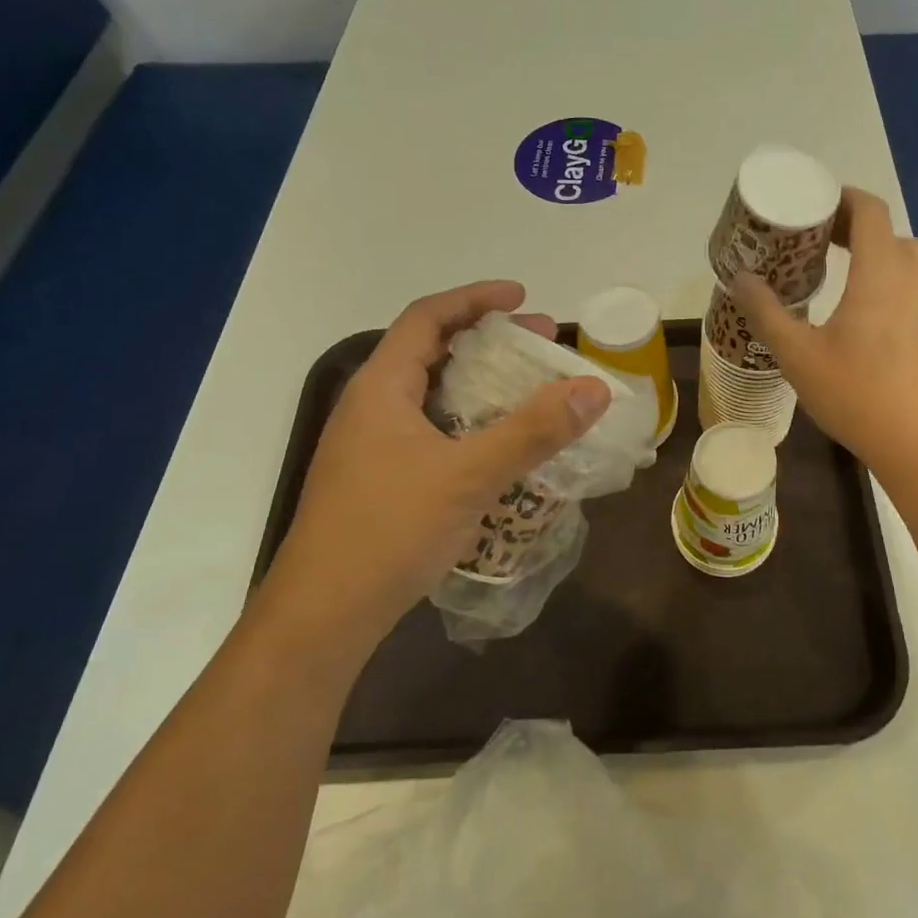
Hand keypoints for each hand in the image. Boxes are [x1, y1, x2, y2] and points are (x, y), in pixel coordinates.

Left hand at [270, 281, 610, 637]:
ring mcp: (369, 446)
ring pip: (430, 394)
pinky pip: (428, 429)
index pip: (428, 317)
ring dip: (478, 383)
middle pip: (430, 351)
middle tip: (539, 344)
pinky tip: (495, 446)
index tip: (522, 299)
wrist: (322, 618)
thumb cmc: (389, 531)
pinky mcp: (376, 480)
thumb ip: (533, 430)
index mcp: (381, 387)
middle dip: (487, 340)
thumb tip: (595, 388)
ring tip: (526, 389)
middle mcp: (370, 407)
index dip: (475, 299)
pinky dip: (466, 421)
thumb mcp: (469, 475)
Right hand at [734, 188, 917, 484]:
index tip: (811, 205)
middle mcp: (916, 276)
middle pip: (887, 231)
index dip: (841, 198)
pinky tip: (864, 315)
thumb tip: (741, 279)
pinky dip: (889, 281)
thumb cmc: (858, 393)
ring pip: (905, 259)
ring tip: (837, 275)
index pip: (870, 209)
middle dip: (852, 228)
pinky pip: (915, 286)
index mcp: (883, 270)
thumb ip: (766, 312)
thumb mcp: (798, 354)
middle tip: (813, 242)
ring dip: (874, 255)